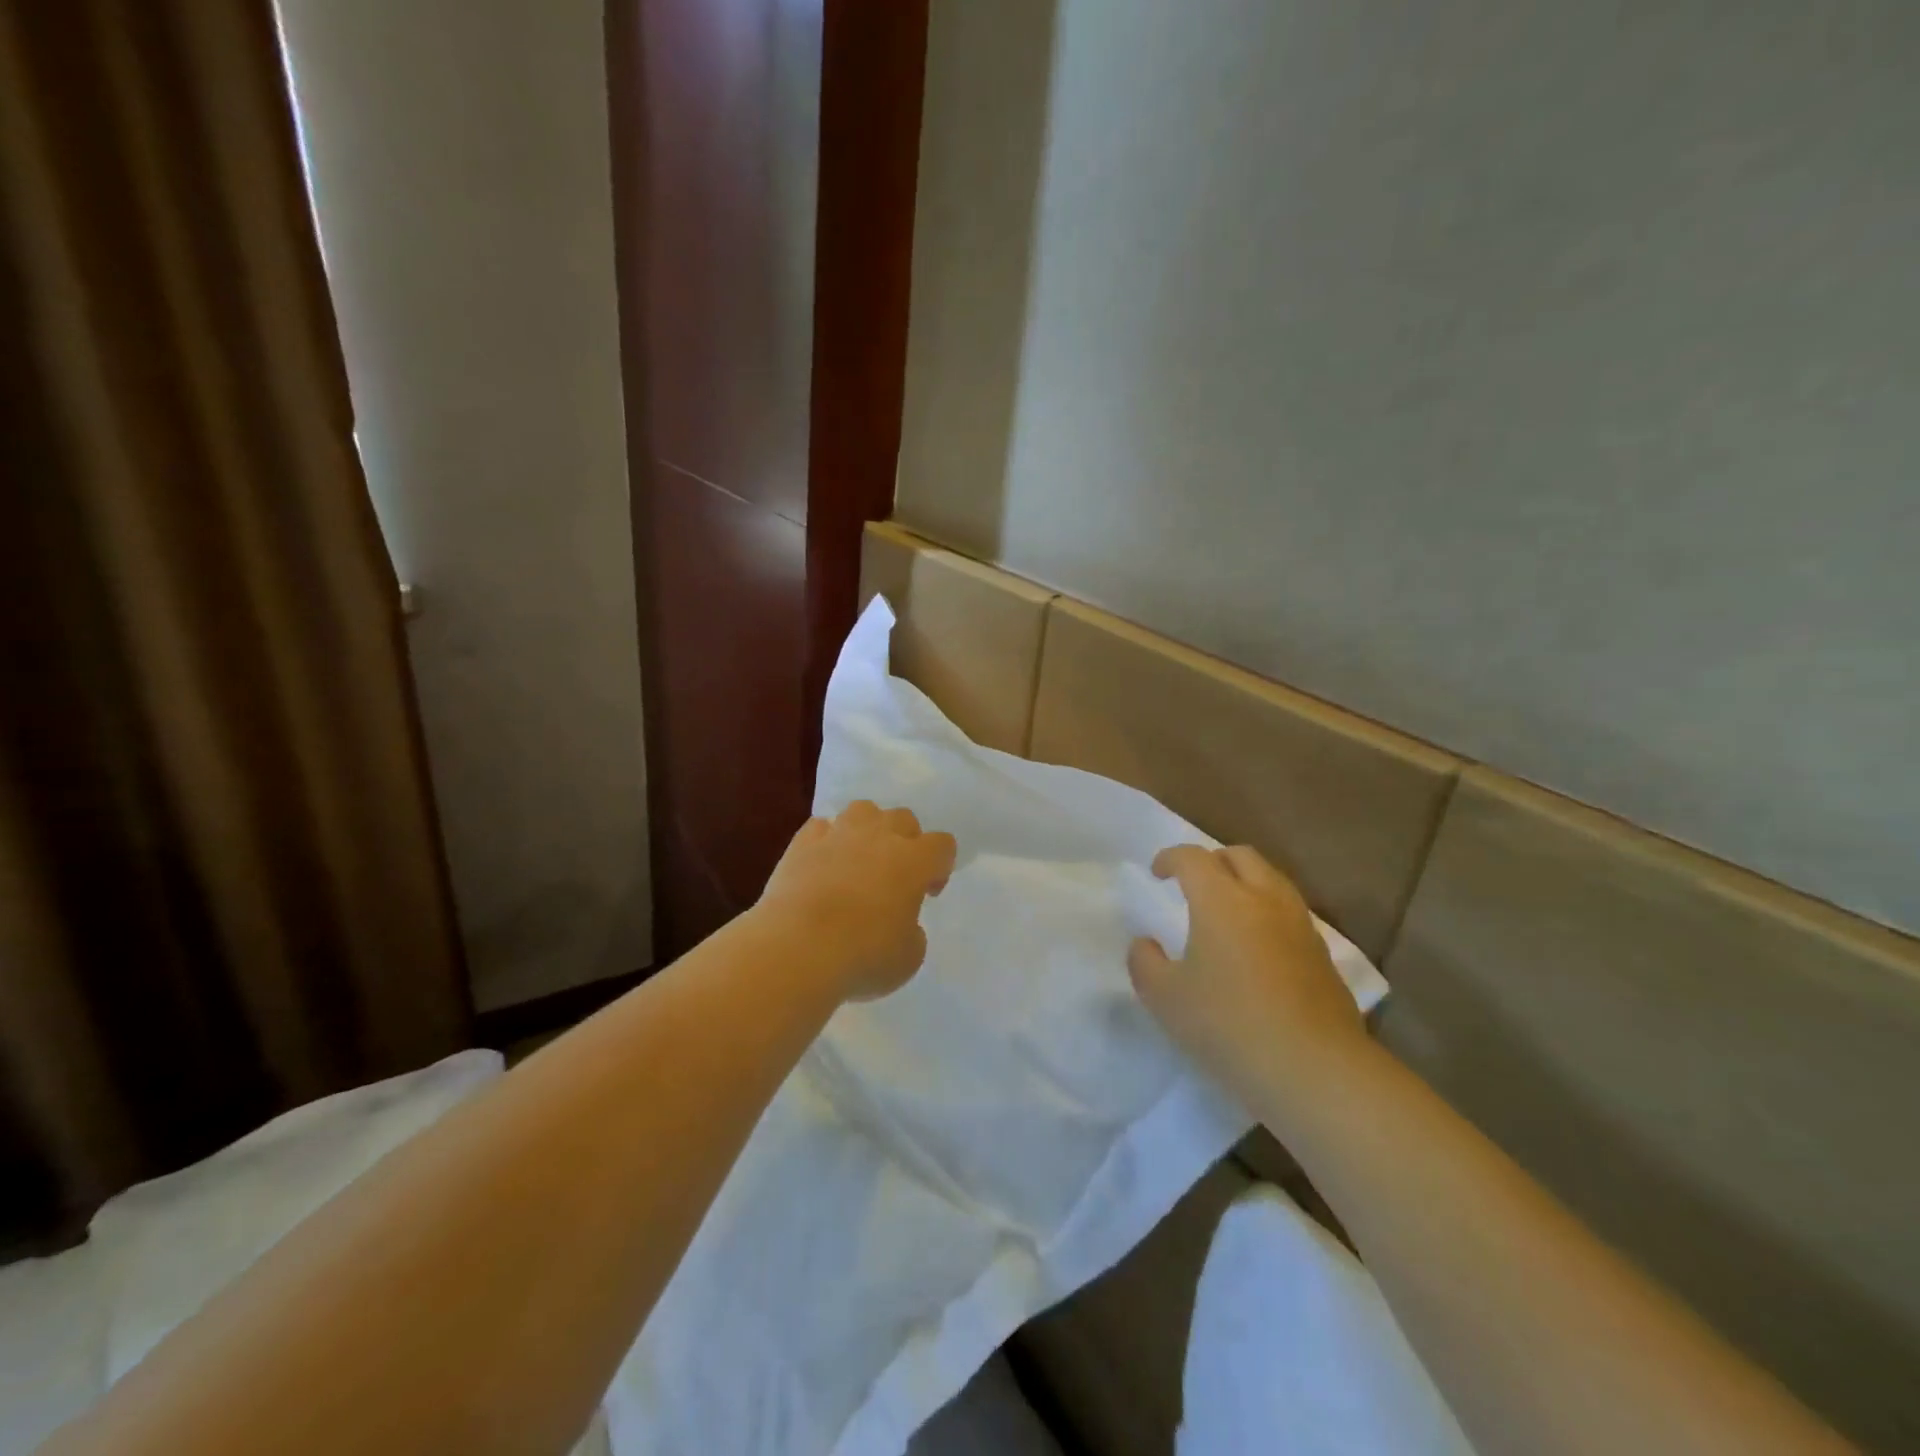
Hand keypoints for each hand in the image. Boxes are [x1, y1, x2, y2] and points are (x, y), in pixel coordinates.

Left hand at [757, 801, 957, 1001]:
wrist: (798, 946)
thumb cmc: (864, 954)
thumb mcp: (908, 957)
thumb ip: (912, 933)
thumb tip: (900, 924)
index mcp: (914, 860)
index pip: (942, 844)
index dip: (940, 866)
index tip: (927, 893)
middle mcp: (880, 836)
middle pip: (904, 818)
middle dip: (905, 841)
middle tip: (894, 877)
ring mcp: (838, 834)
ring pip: (863, 810)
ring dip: (867, 830)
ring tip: (857, 860)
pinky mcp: (802, 842)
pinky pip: (821, 827)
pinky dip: (825, 841)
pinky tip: (820, 864)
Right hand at [1128, 844, 1367, 1109]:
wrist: (1315, 1070)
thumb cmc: (1229, 1026)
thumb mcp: (1165, 999)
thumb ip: (1145, 963)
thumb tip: (1145, 944)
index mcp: (1221, 900)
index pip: (1193, 858)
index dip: (1170, 858)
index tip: (1157, 873)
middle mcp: (1264, 900)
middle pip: (1240, 856)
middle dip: (1213, 861)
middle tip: (1193, 885)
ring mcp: (1300, 925)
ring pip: (1272, 880)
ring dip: (1245, 883)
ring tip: (1227, 912)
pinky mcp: (1323, 955)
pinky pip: (1290, 913)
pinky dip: (1268, 913)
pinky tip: (1257, 948)